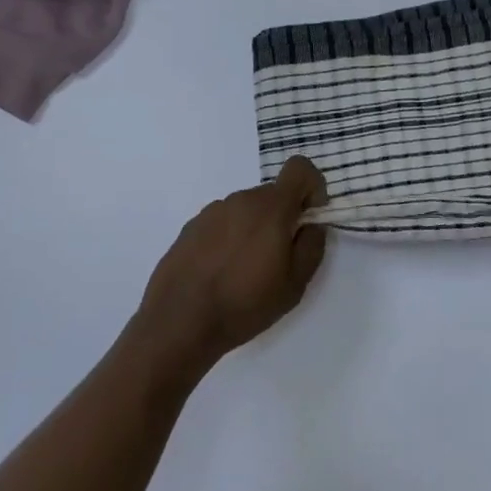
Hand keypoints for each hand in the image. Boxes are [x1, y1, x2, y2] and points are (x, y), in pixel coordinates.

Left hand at [132, 157, 329, 376]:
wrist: (178, 322)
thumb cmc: (245, 304)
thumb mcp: (295, 284)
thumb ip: (312, 245)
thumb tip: (312, 225)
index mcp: (271, 207)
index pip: (299, 168)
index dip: (311, 188)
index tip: (308, 220)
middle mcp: (241, 199)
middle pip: (273, 195)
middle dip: (283, 218)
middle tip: (277, 259)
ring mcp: (212, 211)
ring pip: (247, 210)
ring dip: (255, 229)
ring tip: (244, 271)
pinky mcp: (191, 227)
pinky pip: (223, 223)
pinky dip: (230, 238)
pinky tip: (220, 273)